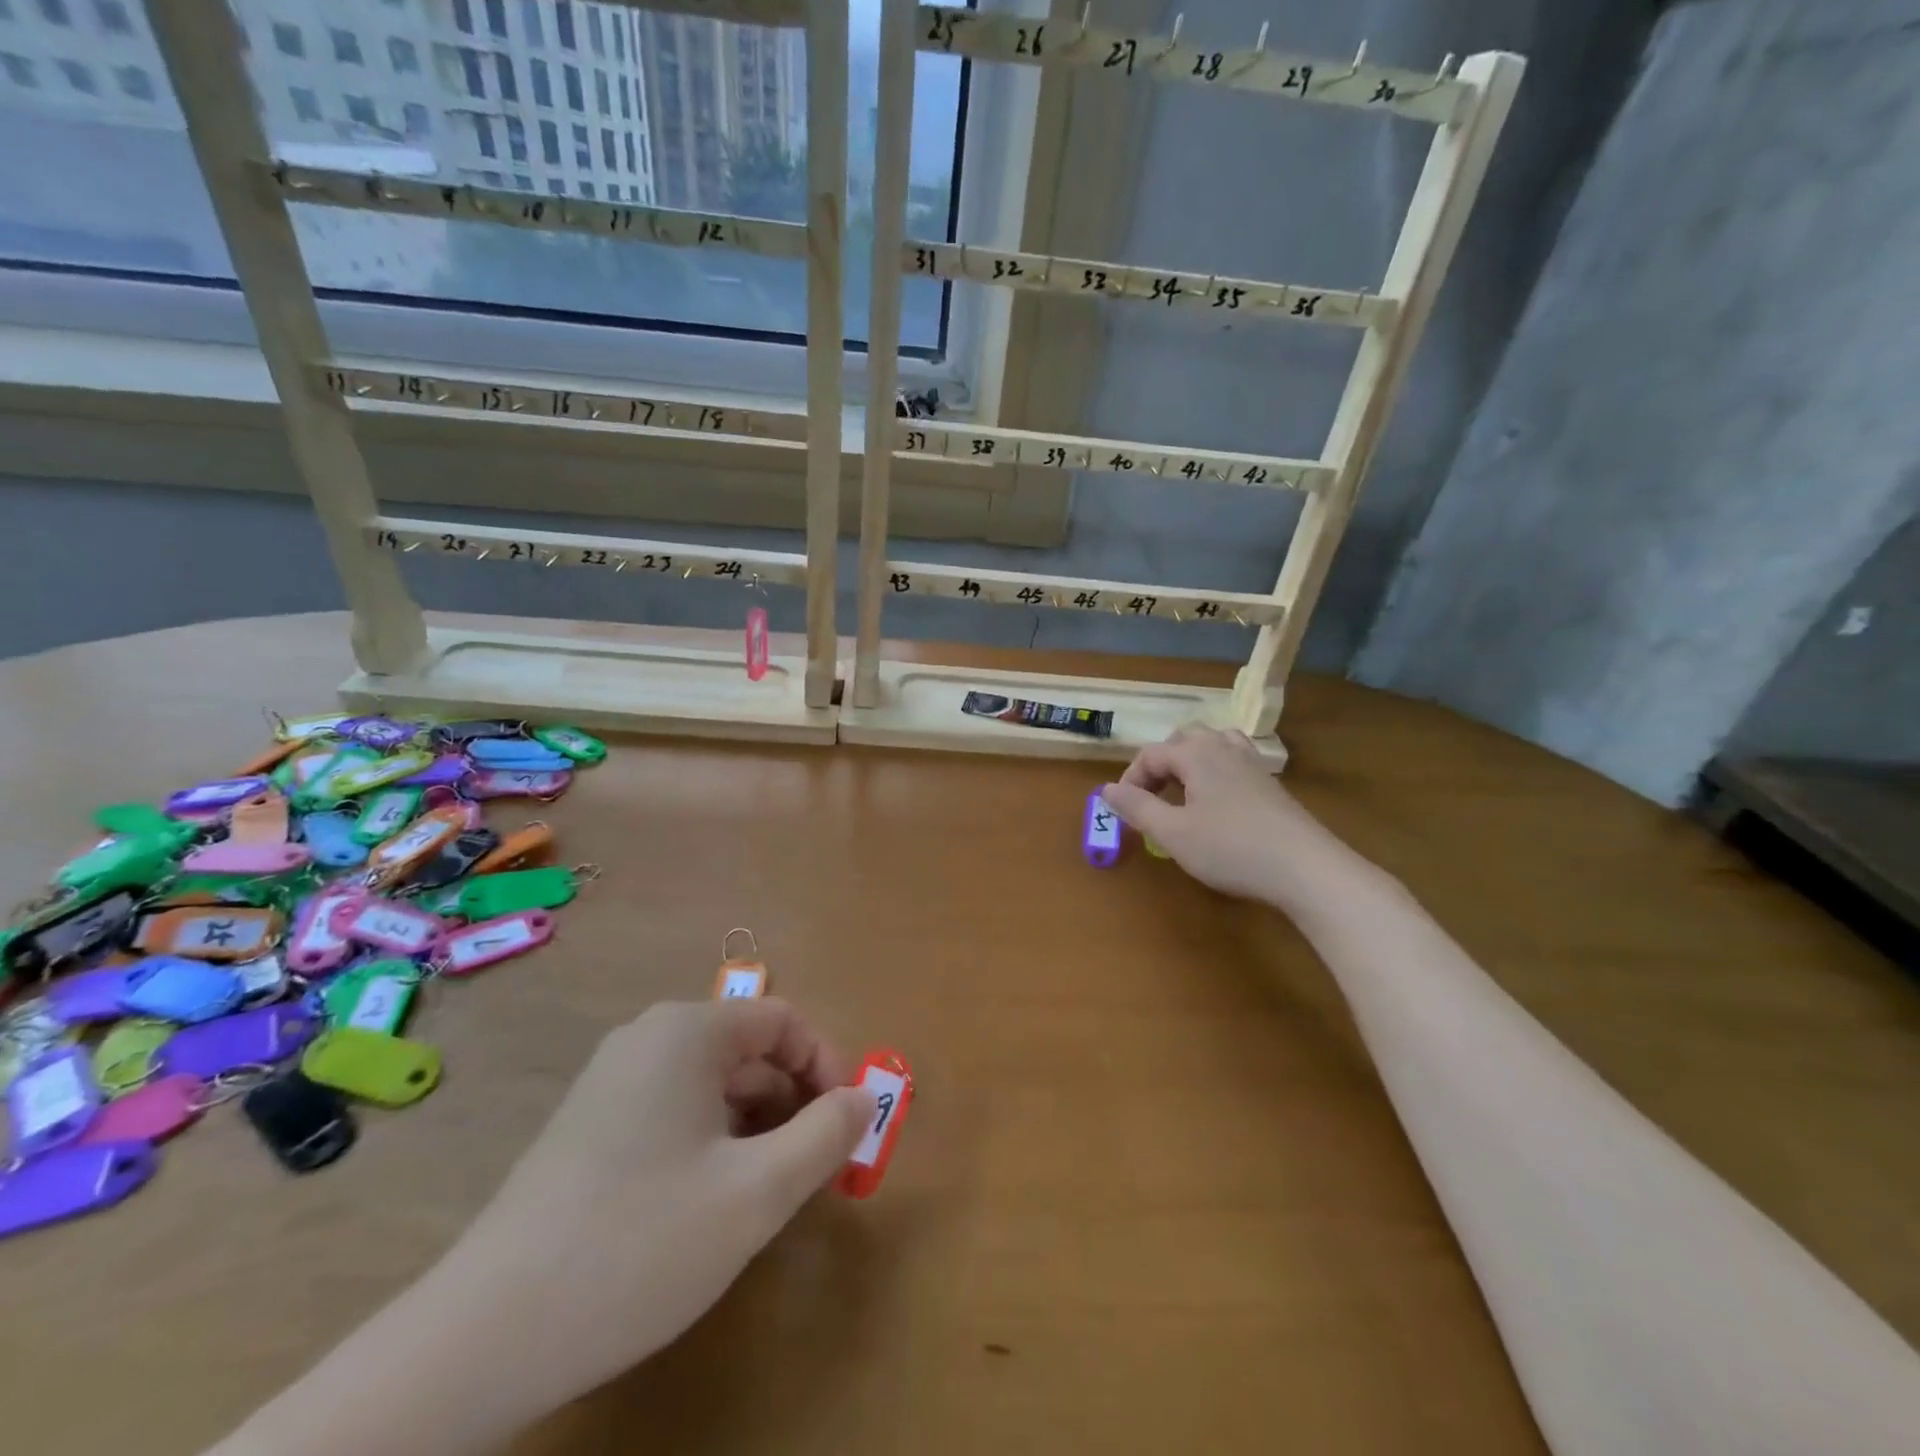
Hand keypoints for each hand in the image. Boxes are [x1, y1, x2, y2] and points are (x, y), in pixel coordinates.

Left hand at [435, 998, 873, 1407]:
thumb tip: (863, 1100)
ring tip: (770, 1191)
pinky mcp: (589, 1126)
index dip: (828, 1065)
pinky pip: (676, 1112)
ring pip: (714, 1085)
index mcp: (687, 1032)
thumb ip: (825, 1136)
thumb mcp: (756, 1194)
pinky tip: (711, 1203)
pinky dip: (714, 1142)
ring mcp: (612, 1082)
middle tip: (818, 1168)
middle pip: (749, 1050)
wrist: (482, 1339)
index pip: (784, 1021)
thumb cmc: (639, 1245)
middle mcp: (648, 1039)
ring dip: (758, 1126)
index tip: (847, 1126)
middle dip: (795, 1101)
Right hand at [1100, 727, 1340, 904]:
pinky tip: (1216, 802)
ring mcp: (1251, 764)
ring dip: (1190, 761)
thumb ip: (1137, 808)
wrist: (1305, 868)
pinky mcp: (1270, 784)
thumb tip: (1106, 789)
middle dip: (1160, 764)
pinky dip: (1215, 771)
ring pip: (1213, 744)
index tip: (1124, 812)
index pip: (1150, 754)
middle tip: (1151, 797)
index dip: (1130, 780)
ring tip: (1182, 791)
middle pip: (1183, 739)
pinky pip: (1234, 760)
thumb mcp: (1173, 832)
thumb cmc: (1230, 849)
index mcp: (1195, 754)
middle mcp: (1223, 748)